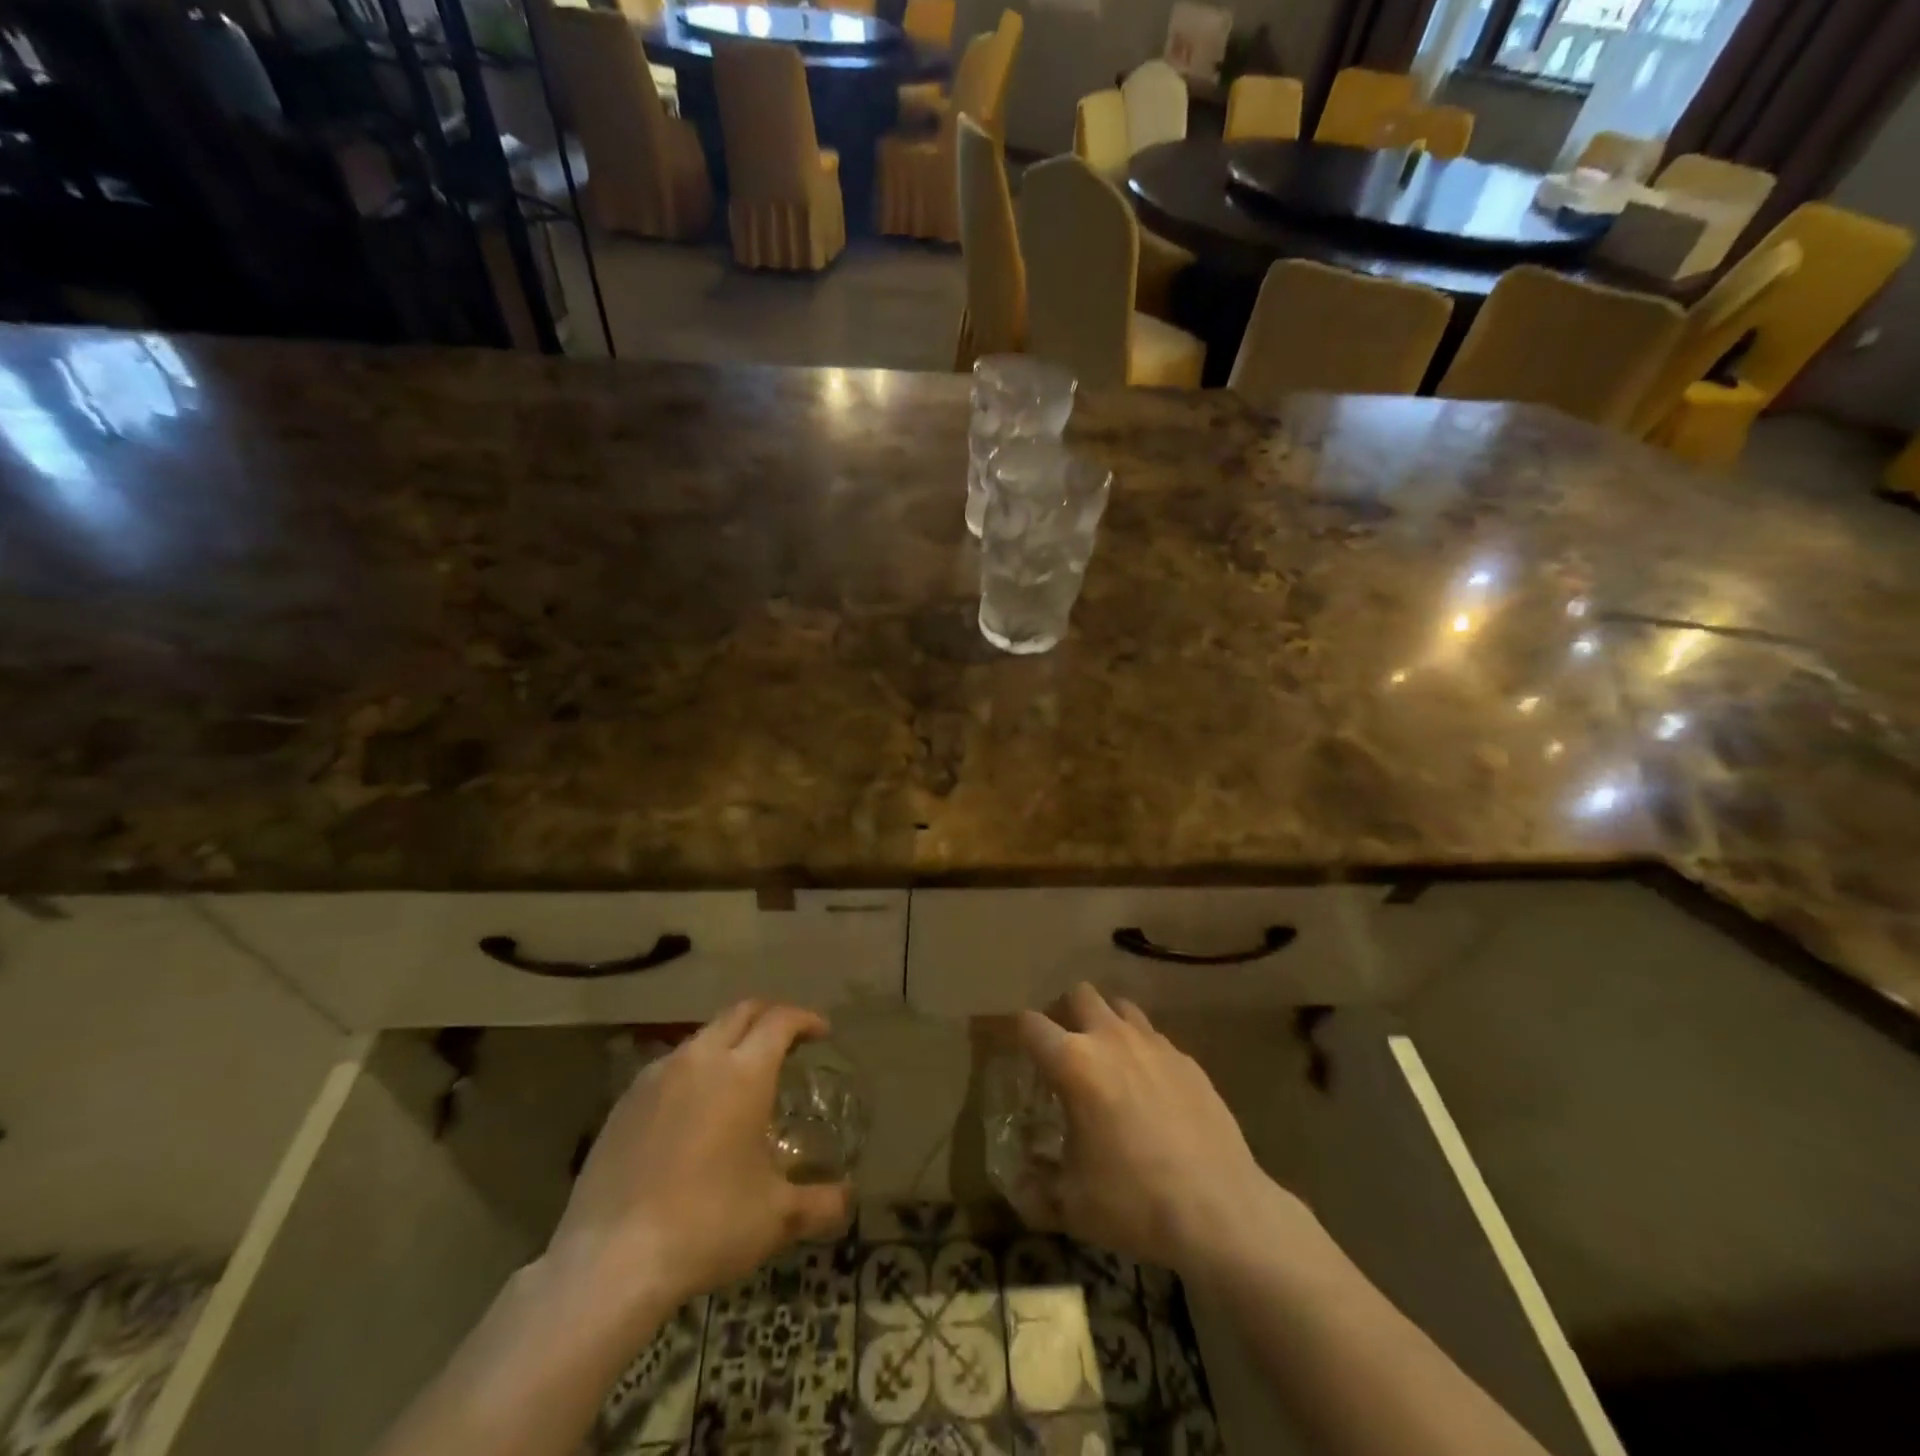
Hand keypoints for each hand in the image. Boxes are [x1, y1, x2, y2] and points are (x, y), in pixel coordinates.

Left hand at [543, 1000, 851, 1320]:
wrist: (609, 1262)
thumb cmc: (707, 1225)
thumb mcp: (776, 1218)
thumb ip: (820, 1203)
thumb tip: (848, 1200)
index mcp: (744, 1072)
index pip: (780, 1021)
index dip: (805, 1019)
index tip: (821, 1032)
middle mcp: (701, 1059)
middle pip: (740, 1012)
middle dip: (769, 1016)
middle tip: (787, 1038)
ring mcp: (656, 1077)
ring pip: (702, 1036)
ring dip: (729, 1041)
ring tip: (741, 1074)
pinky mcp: (624, 1103)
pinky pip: (670, 1067)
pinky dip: (694, 1069)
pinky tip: (694, 1108)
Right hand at [1013, 983, 1308, 1278]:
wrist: (1220, 1210)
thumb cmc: (1134, 1202)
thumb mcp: (1072, 1205)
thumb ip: (1035, 1188)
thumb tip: (1017, 1183)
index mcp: (1074, 1063)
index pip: (1030, 1024)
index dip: (1018, 1033)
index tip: (1017, 1051)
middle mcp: (1111, 1039)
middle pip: (1079, 994)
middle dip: (1065, 1013)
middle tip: (1064, 1048)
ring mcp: (1154, 1044)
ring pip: (1120, 1007)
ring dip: (1105, 1023)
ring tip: (1107, 1060)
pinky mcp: (1187, 1059)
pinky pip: (1154, 1037)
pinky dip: (1142, 1051)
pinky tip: (1149, 1089)